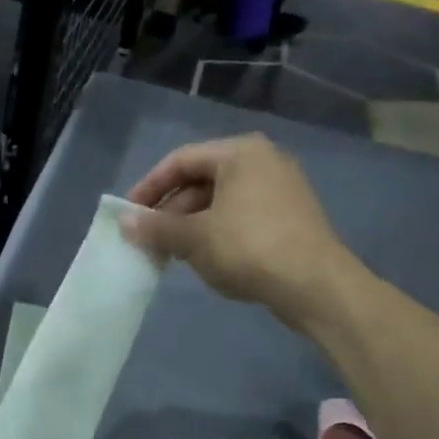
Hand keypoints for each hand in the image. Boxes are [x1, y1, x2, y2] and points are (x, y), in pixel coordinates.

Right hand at [122, 133, 359, 326]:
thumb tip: (123, 222)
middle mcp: (263, 161)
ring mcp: (281, 189)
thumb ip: (155, 227)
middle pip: (201, 180)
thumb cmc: (248, 247)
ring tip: (172, 254)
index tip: (128, 215)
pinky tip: (205, 259)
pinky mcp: (290, 217)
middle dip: (170, 211)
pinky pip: (240, 216)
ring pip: (220, 201)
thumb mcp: (193, 237)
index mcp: (240, 153)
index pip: (180, 160)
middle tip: (148, 239)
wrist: (315, 285)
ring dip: (190, 225)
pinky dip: (216, 233)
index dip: (149, 187)